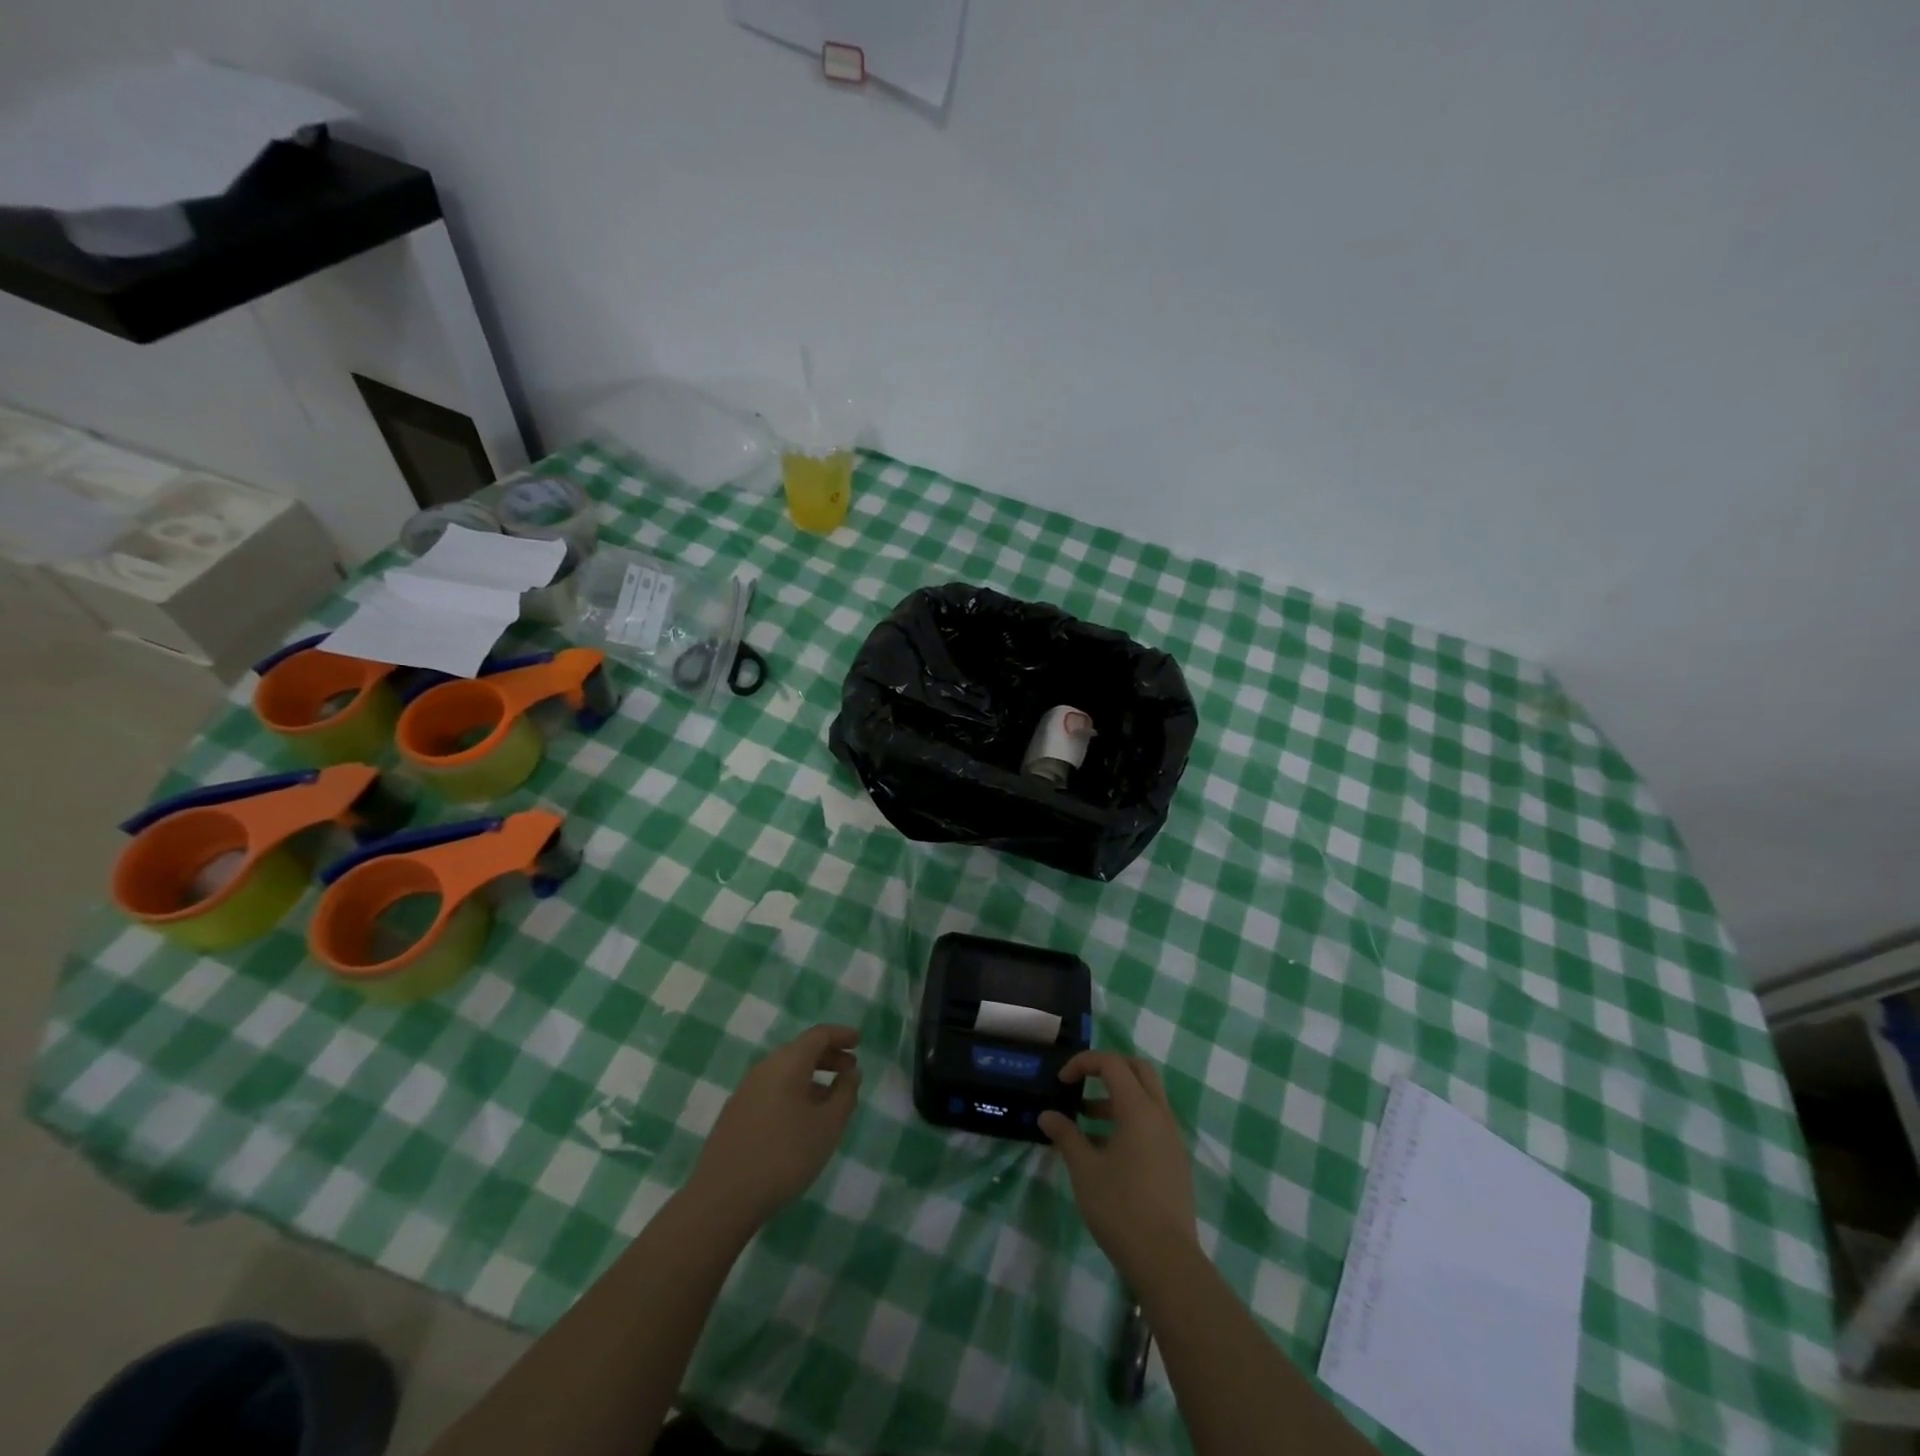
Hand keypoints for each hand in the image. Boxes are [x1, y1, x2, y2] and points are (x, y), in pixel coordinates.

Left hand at [687, 1025, 861, 1228]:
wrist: (722, 1198)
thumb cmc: (784, 1156)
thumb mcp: (827, 1127)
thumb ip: (845, 1095)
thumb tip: (852, 1073)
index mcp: (787, 1063)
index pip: (818, 1035)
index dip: (840, 1035)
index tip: (859, 1041)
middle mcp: (764, 1068)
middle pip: (800, 1051)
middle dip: (828, 1056)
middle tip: (850, 1070)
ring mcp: (745, 1091)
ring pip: (785, 1071)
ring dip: (811, 1077)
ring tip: (830, 1098)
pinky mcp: (735, 1114)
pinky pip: (772, 1089)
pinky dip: (793, 1092)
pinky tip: (801, 1119)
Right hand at [1039, 1052, 1198, 1283]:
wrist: (1167, 1261)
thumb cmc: (1121, 1207)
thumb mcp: (1084, 1169)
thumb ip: (1066, 1136)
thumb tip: (1047, 1115)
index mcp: (1139, 1109)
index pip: (1112, 1063)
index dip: (1083, 1063)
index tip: (1061, 1081)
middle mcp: (1160, 1115)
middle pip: (1138, 1070)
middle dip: (1108, 1069)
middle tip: (1082, 1084)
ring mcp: (1172, 1139)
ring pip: (1147, 1098)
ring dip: (1116, 1098)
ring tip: (1085, 1122)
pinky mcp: (1175, 1161)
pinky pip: (1152, 1123)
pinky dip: (1129, 1121)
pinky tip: (1105, 1151)